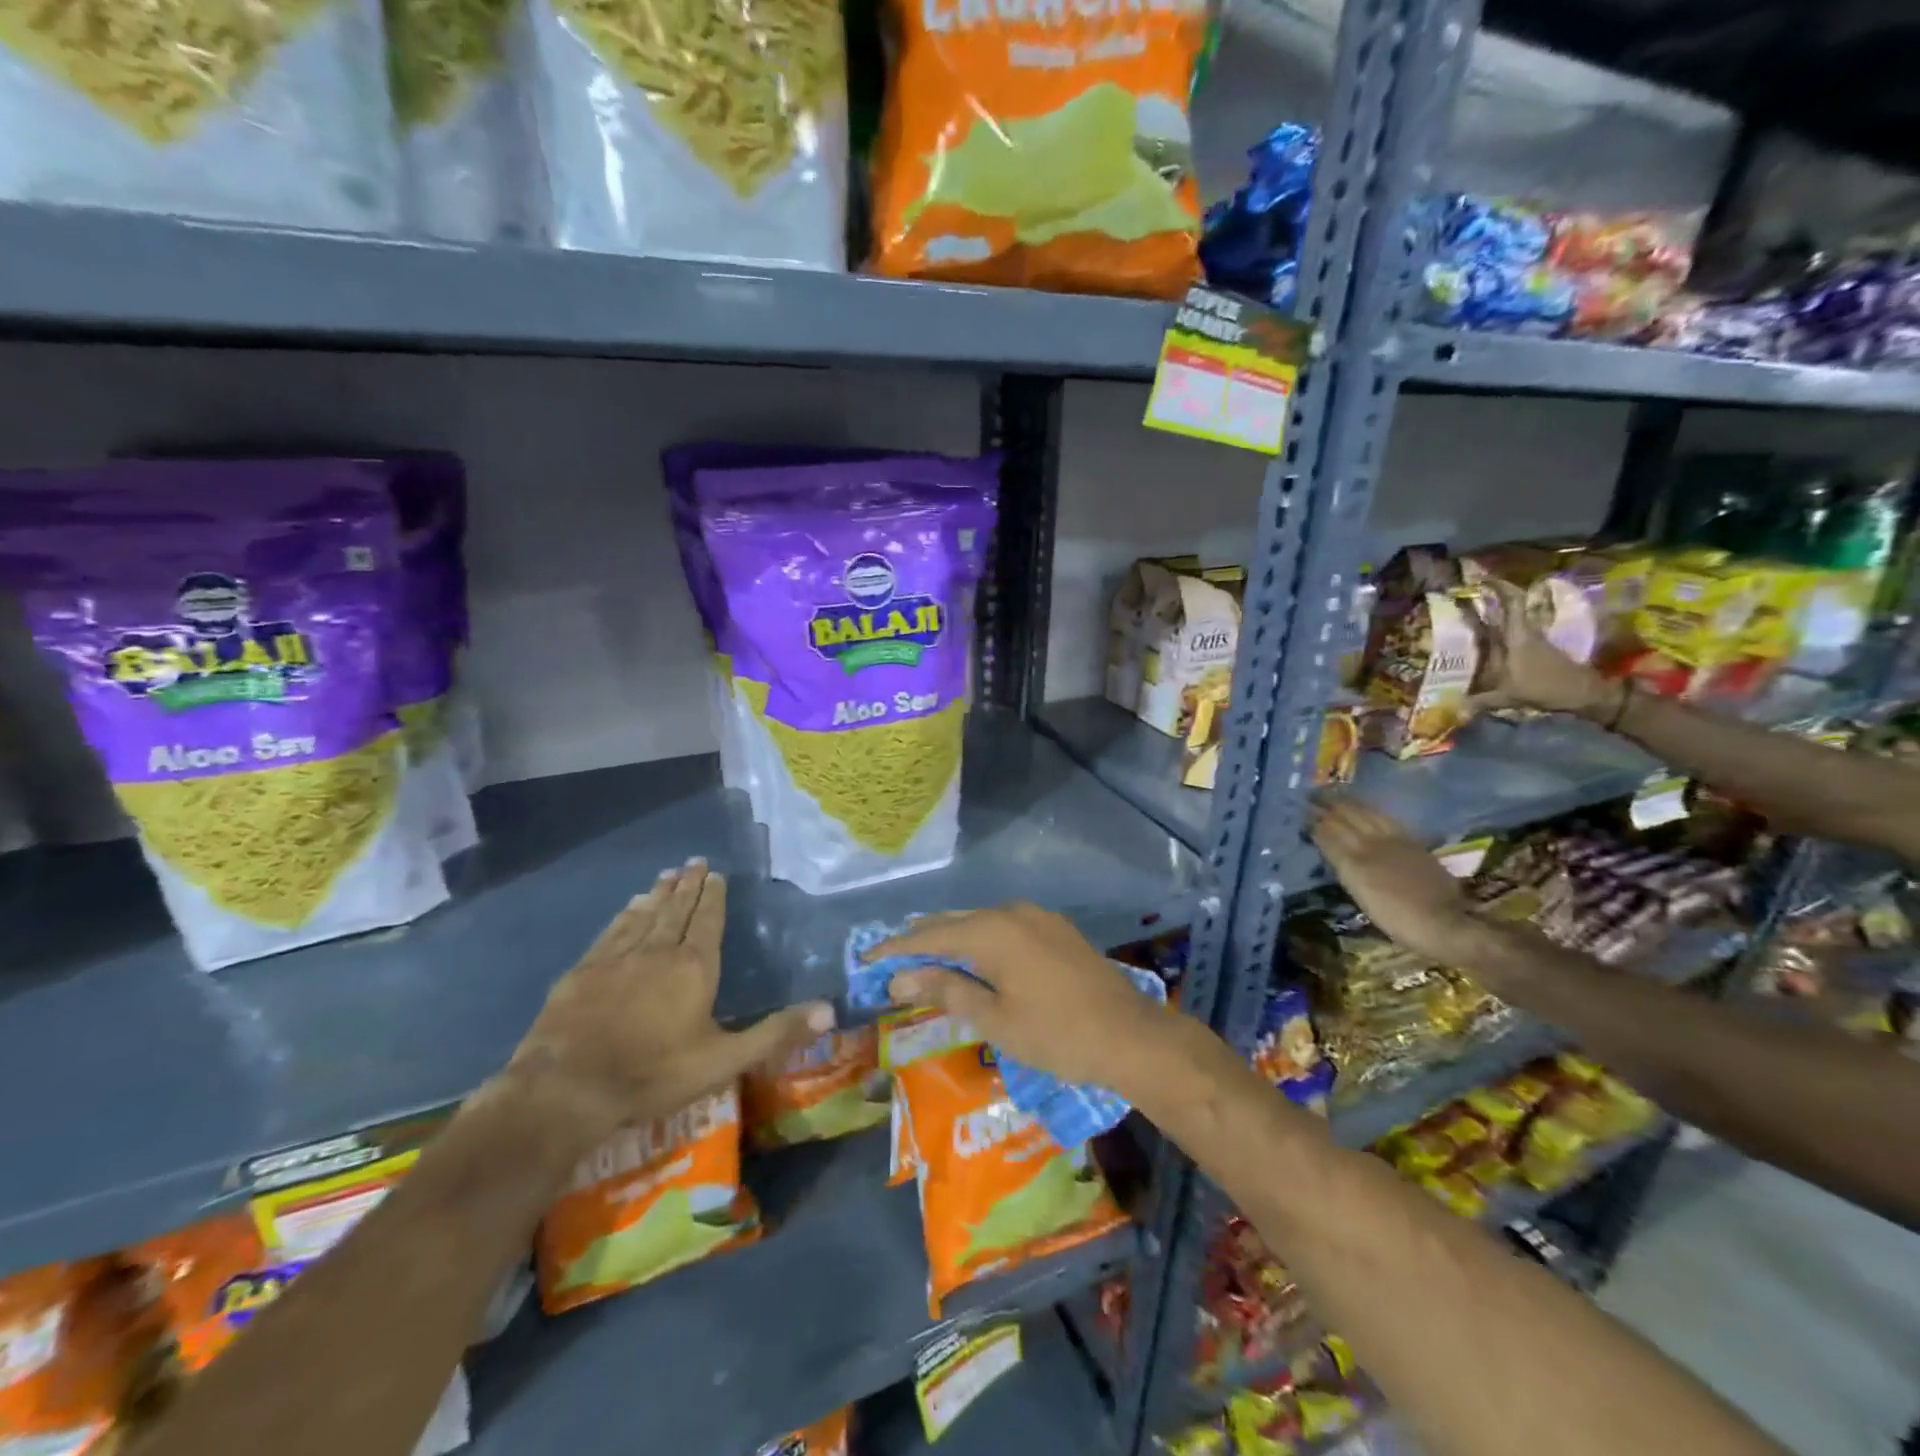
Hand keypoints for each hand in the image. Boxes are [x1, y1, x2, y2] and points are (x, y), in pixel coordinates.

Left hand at [505, 861, 831, 1145]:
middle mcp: (658, 951)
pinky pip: (612, 931)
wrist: (567, 1088)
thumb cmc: (653, 1073)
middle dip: (688, 885)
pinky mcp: (583, 971)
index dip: (713, 897)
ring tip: (666, 875)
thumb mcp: (724, 1060)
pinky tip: (628, 907)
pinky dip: (624, 915)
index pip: (707, 921)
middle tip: (694, 861)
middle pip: (676, 910)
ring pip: (644, 916)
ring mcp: (617, 958)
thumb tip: (829, 1009)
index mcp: (694, 967)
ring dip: (658, 894)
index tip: (715, 873)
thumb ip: (776, 1033)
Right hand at [873, 903, 1169, 1088]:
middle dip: (921, 940)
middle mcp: (1012, 912)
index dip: (896, 948)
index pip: (930, 935)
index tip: (866, 959)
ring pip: (980, 922)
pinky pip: (1004, 926)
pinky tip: (973, 958)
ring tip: (925, 959)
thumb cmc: (1057, 1034)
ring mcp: (1037, 917)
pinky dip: (979, 940)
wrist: (1131, 1035)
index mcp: (992, 931)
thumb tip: (902, 977)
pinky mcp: (1055, 929)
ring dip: (951, 938)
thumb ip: (948, 990)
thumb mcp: (995, 1019)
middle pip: (954, 921)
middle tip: (891, 961)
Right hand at [1310, 800, 1479, 963]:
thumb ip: (1342, 863)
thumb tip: (1323, 838)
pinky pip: (1384, 819)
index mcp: (1355, 858)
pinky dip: (1369, 811)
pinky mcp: (1413, 844)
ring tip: (1334, 797)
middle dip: (1327, 805)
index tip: (1299, 808)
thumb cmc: (1398, 918)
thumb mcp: (1360, 893)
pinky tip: (1366, 811)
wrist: (1447, 923)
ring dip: (1348, 803)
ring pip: (1366, 813)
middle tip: (1311, 796)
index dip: (1313, 819)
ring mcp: (1396, 840)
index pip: (1328, 830)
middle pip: (1347, 816)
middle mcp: (1373, 842)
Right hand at [1471, 579, 1615, 717]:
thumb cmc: (1545, 687)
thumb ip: (1478, 702)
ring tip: (1470, 616)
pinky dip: (1498, 631)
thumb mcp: (1507, 697)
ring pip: (1510, 620)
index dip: (1499, 587)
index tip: (1481, 579)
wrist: (1583, 692)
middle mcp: (1524, 633)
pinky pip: (1512, 633)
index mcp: (1517, 637)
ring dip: (1494, 615)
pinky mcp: (1535, 648)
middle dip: (1490, 598)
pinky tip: (1484, 640)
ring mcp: (1531, 639)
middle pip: (1509, 607)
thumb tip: (1452, 710)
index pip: (1512, 602)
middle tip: (1466, 596)